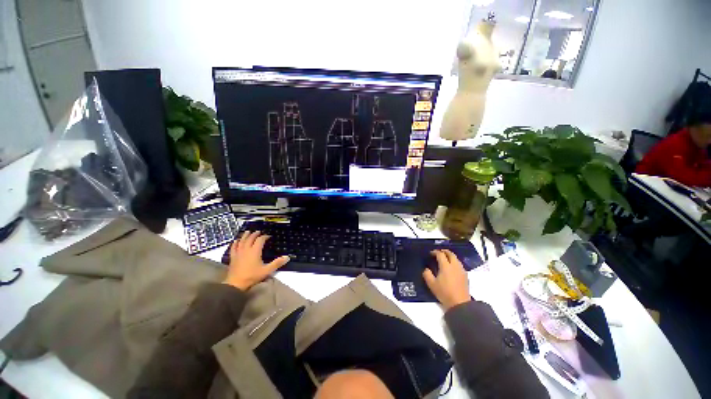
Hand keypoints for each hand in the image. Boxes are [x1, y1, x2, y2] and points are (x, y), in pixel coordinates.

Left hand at [223, 231, 289, 290]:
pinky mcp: (233, 257)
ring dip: (245, 236)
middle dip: (255, 234)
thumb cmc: (252, 276)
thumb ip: (277, 263)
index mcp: (255, 251)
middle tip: (258, 231)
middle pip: (250, 238)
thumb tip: (287, 257)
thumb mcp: (267, 270)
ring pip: (241, 241)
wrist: (236, 284)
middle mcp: (246, 250)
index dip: (265, 237)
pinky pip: (233, 248)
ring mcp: (238, 253)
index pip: (260, 240)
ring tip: (248, 232)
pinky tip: (235, 241)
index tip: (269, 236)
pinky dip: (235, 243)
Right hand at [422, 249, 470, 310]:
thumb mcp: (431, 284)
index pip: (440, 254)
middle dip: (444, 251)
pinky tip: (451, 268)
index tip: (431, 253)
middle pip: (450, 254)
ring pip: (456, 258)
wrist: (460, 303)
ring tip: (445, 259)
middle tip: (439, 252)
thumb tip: (426, 269)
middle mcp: (454, 265)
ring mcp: (461, 270)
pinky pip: (459, 264)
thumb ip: (427, 274)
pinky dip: (454, 262)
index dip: (435, 252)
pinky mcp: (465, 275)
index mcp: (445, 266)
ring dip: (450, 256)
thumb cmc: (444, 293)